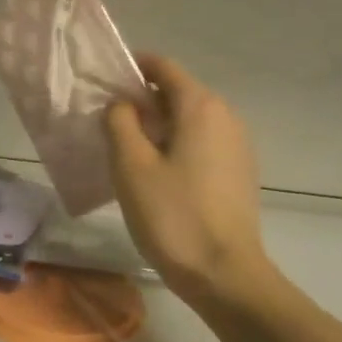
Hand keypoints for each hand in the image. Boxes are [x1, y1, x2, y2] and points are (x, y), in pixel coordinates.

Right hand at [105, 54, 276, 307]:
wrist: (226, 275)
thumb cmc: (174, 215)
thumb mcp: (131, 165)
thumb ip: (120, 122)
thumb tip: (122, 104)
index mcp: (200, 106)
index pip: (163, 66)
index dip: (132, 67)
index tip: (103, 82)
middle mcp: (225, 116)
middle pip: (177, 91)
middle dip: (142, 99)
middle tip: (107, 120)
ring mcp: (237, 144)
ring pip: (189, 118)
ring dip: (158, 123)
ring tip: (127, 148)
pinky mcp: (238, 171)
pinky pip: (201, 141)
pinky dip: (176, 143)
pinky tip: (156, 172)